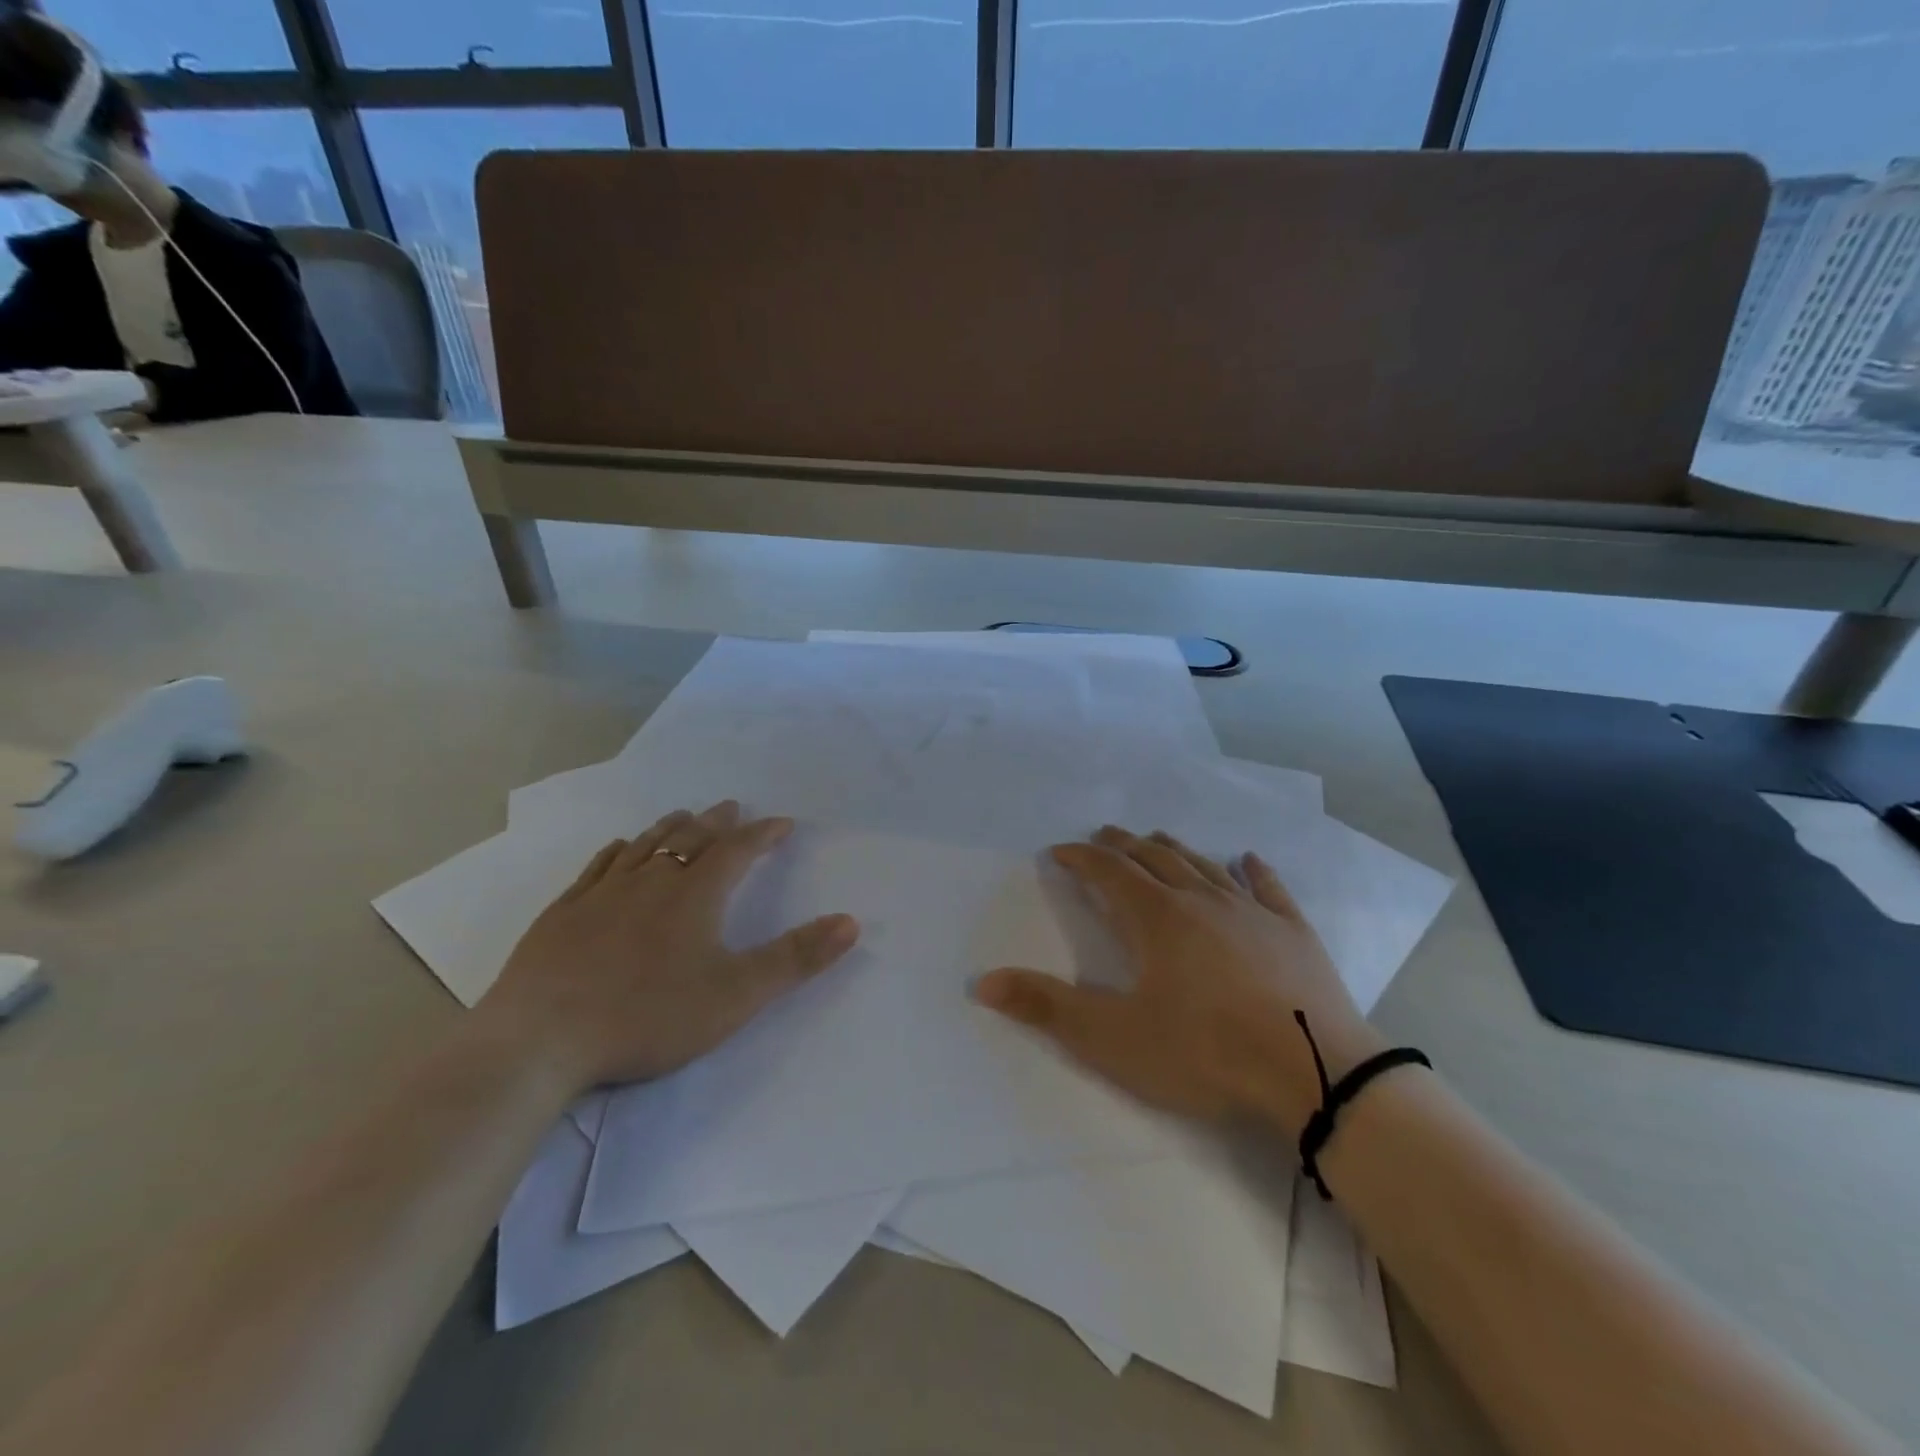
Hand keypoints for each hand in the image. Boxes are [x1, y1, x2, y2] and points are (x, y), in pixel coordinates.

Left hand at [476, 801, 860, 1091]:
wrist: (540, 1040)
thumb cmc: (648, 1016)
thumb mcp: (737, 994)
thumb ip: (796, 958)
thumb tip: (851, 921)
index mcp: (694, 895)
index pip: (737, 850)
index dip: (763, 834)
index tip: (782, 822)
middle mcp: (650, 881)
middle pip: (690, 838)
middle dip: (717, 822)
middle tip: (732, 806)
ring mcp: (601, 894)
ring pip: (644, 845)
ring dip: (670, 827)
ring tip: (684, 816)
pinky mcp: (563, 913)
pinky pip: (599, 866)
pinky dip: (619, 851)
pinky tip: (620, 849)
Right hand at [972, 826, 1386, 1139]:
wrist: (1315, 1074)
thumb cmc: (1205, 1053)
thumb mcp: (1113, 1038)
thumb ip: (1046, 1008)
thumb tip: (983, 982)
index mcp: (1156, 917)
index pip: (1108, 870)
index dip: (1079, 857)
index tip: (1058, 851)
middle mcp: (1200, 899)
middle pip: (1153, 856)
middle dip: (1122, 844)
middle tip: (1102, 838)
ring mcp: (1251, 911)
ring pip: (1203, 865)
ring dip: (1173, 849)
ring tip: (1155, 840)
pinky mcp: (1293, 931)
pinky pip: (1268, 887)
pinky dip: (1251, 869)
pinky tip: (1247, 858)